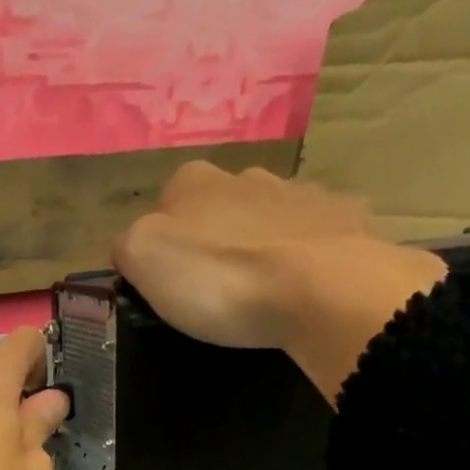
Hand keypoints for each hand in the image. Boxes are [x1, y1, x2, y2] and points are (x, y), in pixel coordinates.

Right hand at [112, 162, 447, 403]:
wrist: (320, 289)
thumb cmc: (219, 278)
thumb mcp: (143, 259)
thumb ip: (128, 245)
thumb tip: (133, 248)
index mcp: (191, 182)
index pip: (158, 212)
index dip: (156, 250)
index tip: (162, 289)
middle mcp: (245, 174)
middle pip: (212, 213)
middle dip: (209, 243)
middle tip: (208, 294)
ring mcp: (298, 192)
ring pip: (262, 220)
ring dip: (255, 247)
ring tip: (254, 294)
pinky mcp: (341, 217)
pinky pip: (308, 236)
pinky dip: (298, 258)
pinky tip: (295, 290)